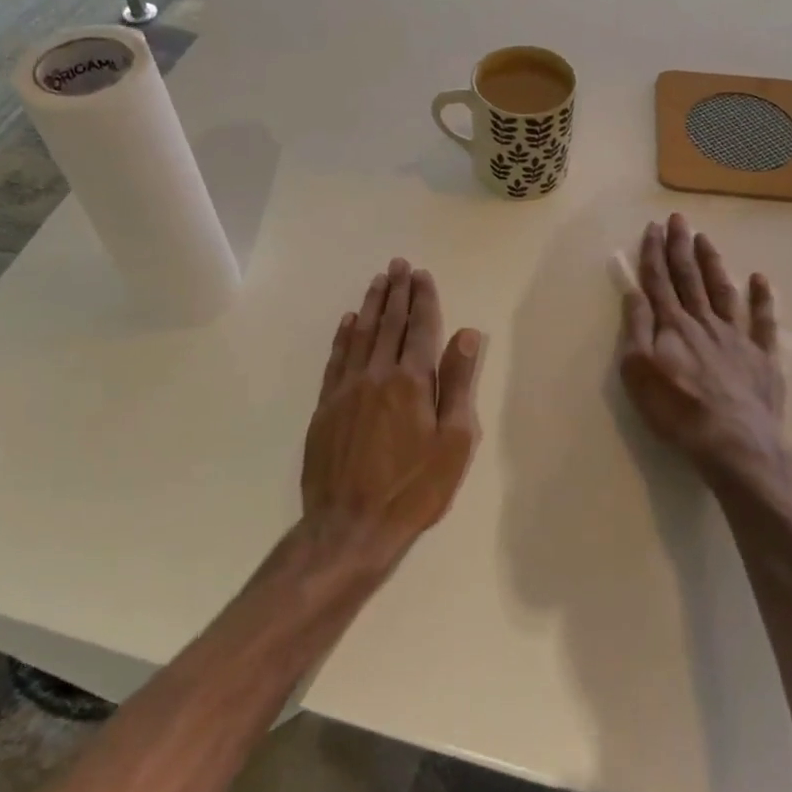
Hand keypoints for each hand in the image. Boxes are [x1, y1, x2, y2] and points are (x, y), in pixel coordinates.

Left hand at [302, 259, 483, 568]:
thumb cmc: (413, 489)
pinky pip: (336, 358)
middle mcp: (377, 374)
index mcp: (411, 381)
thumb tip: (466, 335)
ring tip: (378, 281)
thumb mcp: (453, 442)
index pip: (419, 328)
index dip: (423, 299)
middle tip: (399, 265)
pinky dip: (343, 335)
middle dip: (396, 292)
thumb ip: (458, 384)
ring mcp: (346, 389)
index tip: (422, 274)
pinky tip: (348, 321)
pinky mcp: (326, 406)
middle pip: (388, 323)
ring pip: (360, 335)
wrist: (350, 526)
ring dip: (371, 305)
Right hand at [617, 214, 791, 493]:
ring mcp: (737, 337)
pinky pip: (764, 321)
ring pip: (723, 290)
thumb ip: (637, 329)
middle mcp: (704, 322)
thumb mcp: (638, 373)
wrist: (735, 443)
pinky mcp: (763, 357)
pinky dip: (762, 298)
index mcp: (673, 326)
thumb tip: (635, 292)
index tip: (652, 228)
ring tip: (706, 239)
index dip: (654, 254)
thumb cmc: (678, 411)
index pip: (659, 282)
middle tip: (678, 219)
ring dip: (713, 263)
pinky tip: (759, 279)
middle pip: (690, 278)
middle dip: (681, 247)